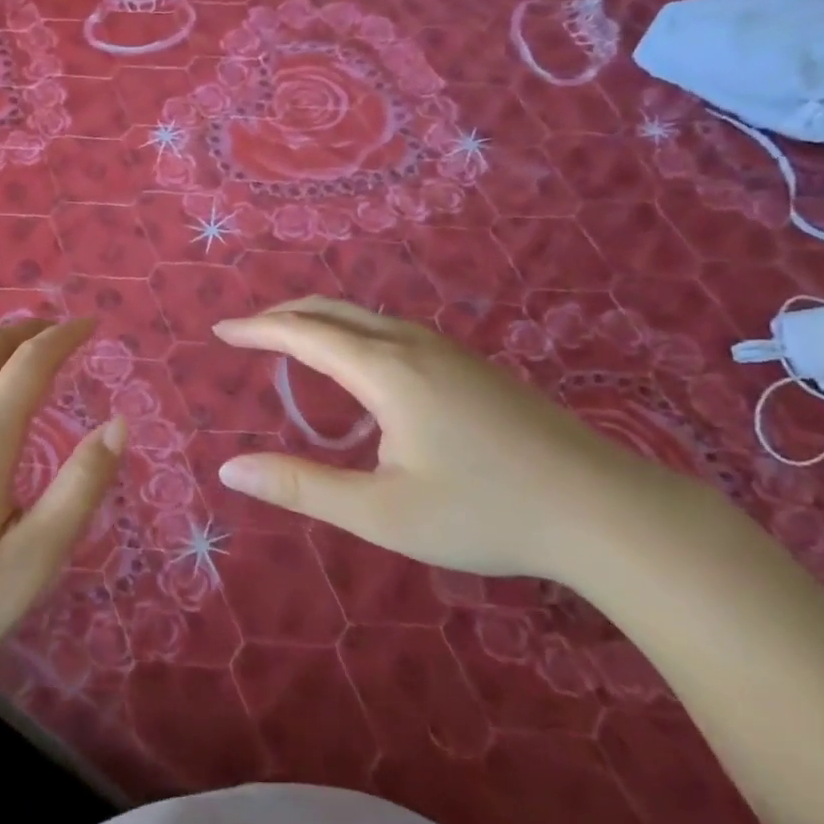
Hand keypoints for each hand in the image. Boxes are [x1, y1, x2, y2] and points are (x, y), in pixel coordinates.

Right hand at [213, 298, 688, 580]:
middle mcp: (413, 345)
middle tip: (248, 332)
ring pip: (367, 317)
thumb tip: (230, 469)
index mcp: (385, 371)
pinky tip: (360, 367)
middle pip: (334, 311)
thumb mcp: (380, 512)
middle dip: (284, 315)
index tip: (220, 329)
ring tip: (293, 342)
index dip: (258, 330)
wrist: (604, 509)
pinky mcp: (472, 366)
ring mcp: (449, 351)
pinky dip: (353, 332)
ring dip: (321, 321)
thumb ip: (302, 487)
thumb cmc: (484, 512)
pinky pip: (393, 331)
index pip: (304, 334)